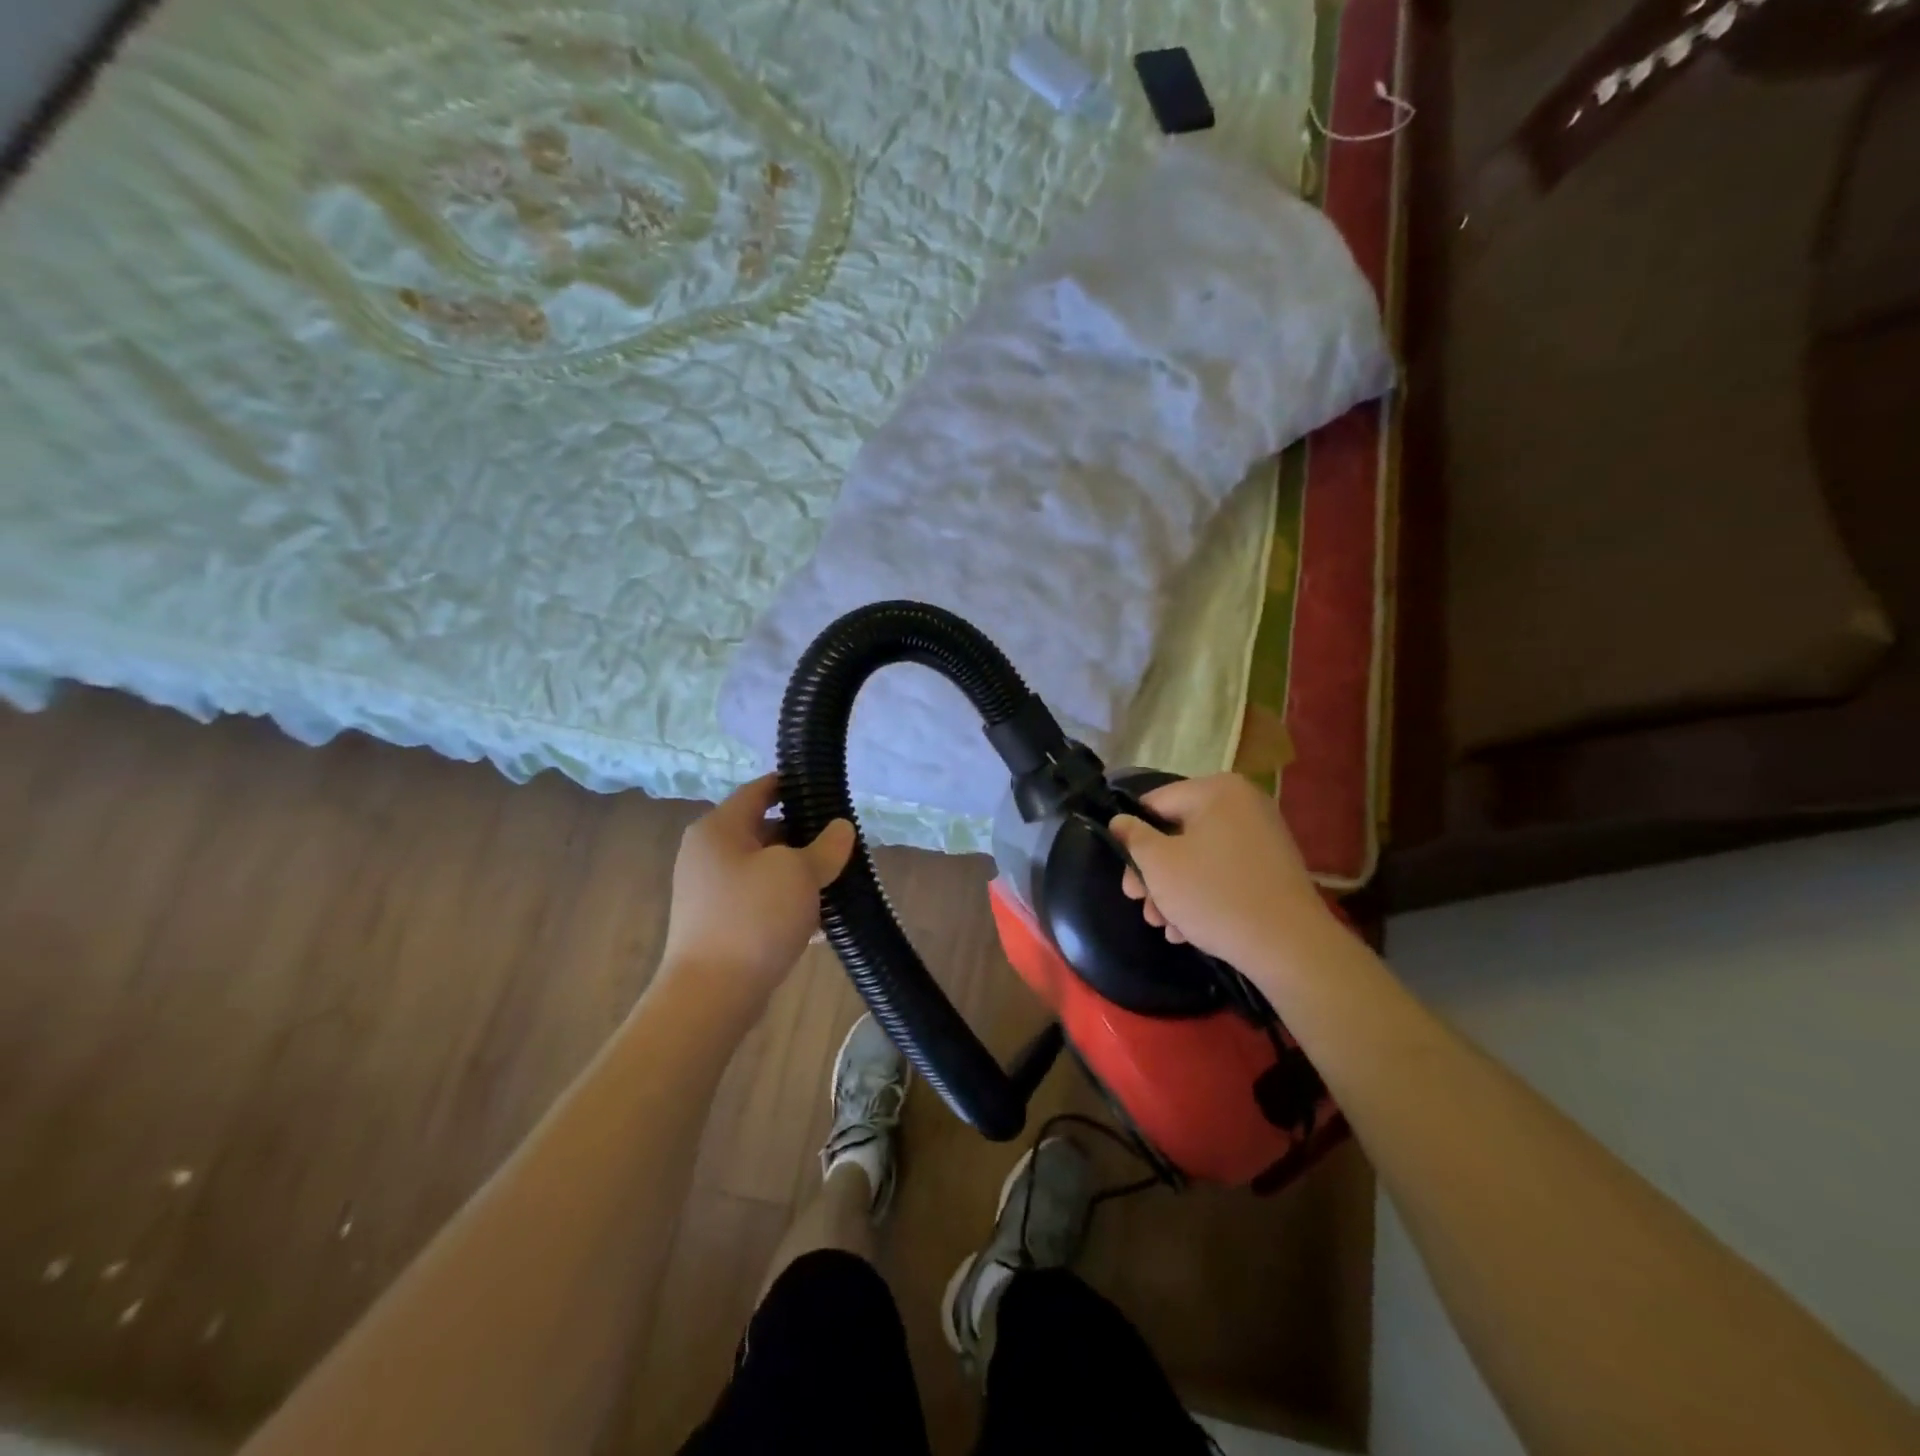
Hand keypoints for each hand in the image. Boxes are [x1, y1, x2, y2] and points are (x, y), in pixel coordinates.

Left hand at [659, 776, 855, 1011]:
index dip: (793, 785)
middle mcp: (709, 853)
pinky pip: (760, 899)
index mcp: (719, 828)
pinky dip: (787, 902)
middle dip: (805, 835)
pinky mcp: (720, 923)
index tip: (827, 790)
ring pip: (766, 868)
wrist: (712, 995)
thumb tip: (841, 828)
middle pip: (764, 830)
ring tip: (838, 880)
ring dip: (799, 872)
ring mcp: (711, 891)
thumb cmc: (754, 918)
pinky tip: (820, 920)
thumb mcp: (799, 874)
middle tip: (843, 842)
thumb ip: (826, 847)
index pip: (760, 789)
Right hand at [1108, 774, 1327, 970]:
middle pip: (1177, 832)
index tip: (1125, 873)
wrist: (1290, 946)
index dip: (1132, 837)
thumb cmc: (1214, 895)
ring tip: (1162, 925)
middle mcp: (1243, 804)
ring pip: (1199, 857)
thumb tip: (1119, 822)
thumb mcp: (1159, 865)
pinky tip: (1187, 929)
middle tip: (1139, 903)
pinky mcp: (1272, 869)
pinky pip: (1225, 872)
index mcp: (1217, 790)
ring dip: (1173, 890)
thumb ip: (1133, 837)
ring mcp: (1263, 836)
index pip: (1155, 803)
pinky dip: (1203, 894)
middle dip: (1154, 872)